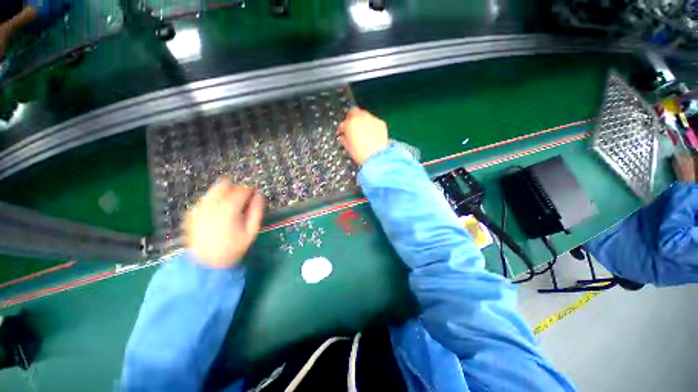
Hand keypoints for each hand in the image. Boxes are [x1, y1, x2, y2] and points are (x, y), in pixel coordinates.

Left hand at [183, 178, 263, 268]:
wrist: (206, 264)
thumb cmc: (233, 248)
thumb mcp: (251, 232)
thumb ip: (256, 212)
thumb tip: (259, 196)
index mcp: (228, 210)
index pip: (240, 190)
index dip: (249, 189)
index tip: (254, 192)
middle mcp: (211, 206)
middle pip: (223, 185)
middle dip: (235, 188)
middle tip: (242, 198)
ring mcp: (199, 209)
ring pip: (213, 191)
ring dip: (224, 193)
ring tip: (231, 205)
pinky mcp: (192, 214)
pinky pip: (205, 200)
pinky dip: (214, 201)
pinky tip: (218, 212)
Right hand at [337, 107, 388, 165]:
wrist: (378, 157)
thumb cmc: (360, 154)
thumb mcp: (348, 148)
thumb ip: (344, 139)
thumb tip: (344, 137)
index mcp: (349, 124)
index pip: (343, 124)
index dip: (342, 129)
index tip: (343, 134)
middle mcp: (360, 118)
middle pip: (354, 112)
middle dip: (352, 118)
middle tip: (352, 128)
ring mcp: (372, 119)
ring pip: (365, 115)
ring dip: (362, 121)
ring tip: (363, 130)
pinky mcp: (381, 123)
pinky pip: (374, 121)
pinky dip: (372, 125)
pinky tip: (373, 133)